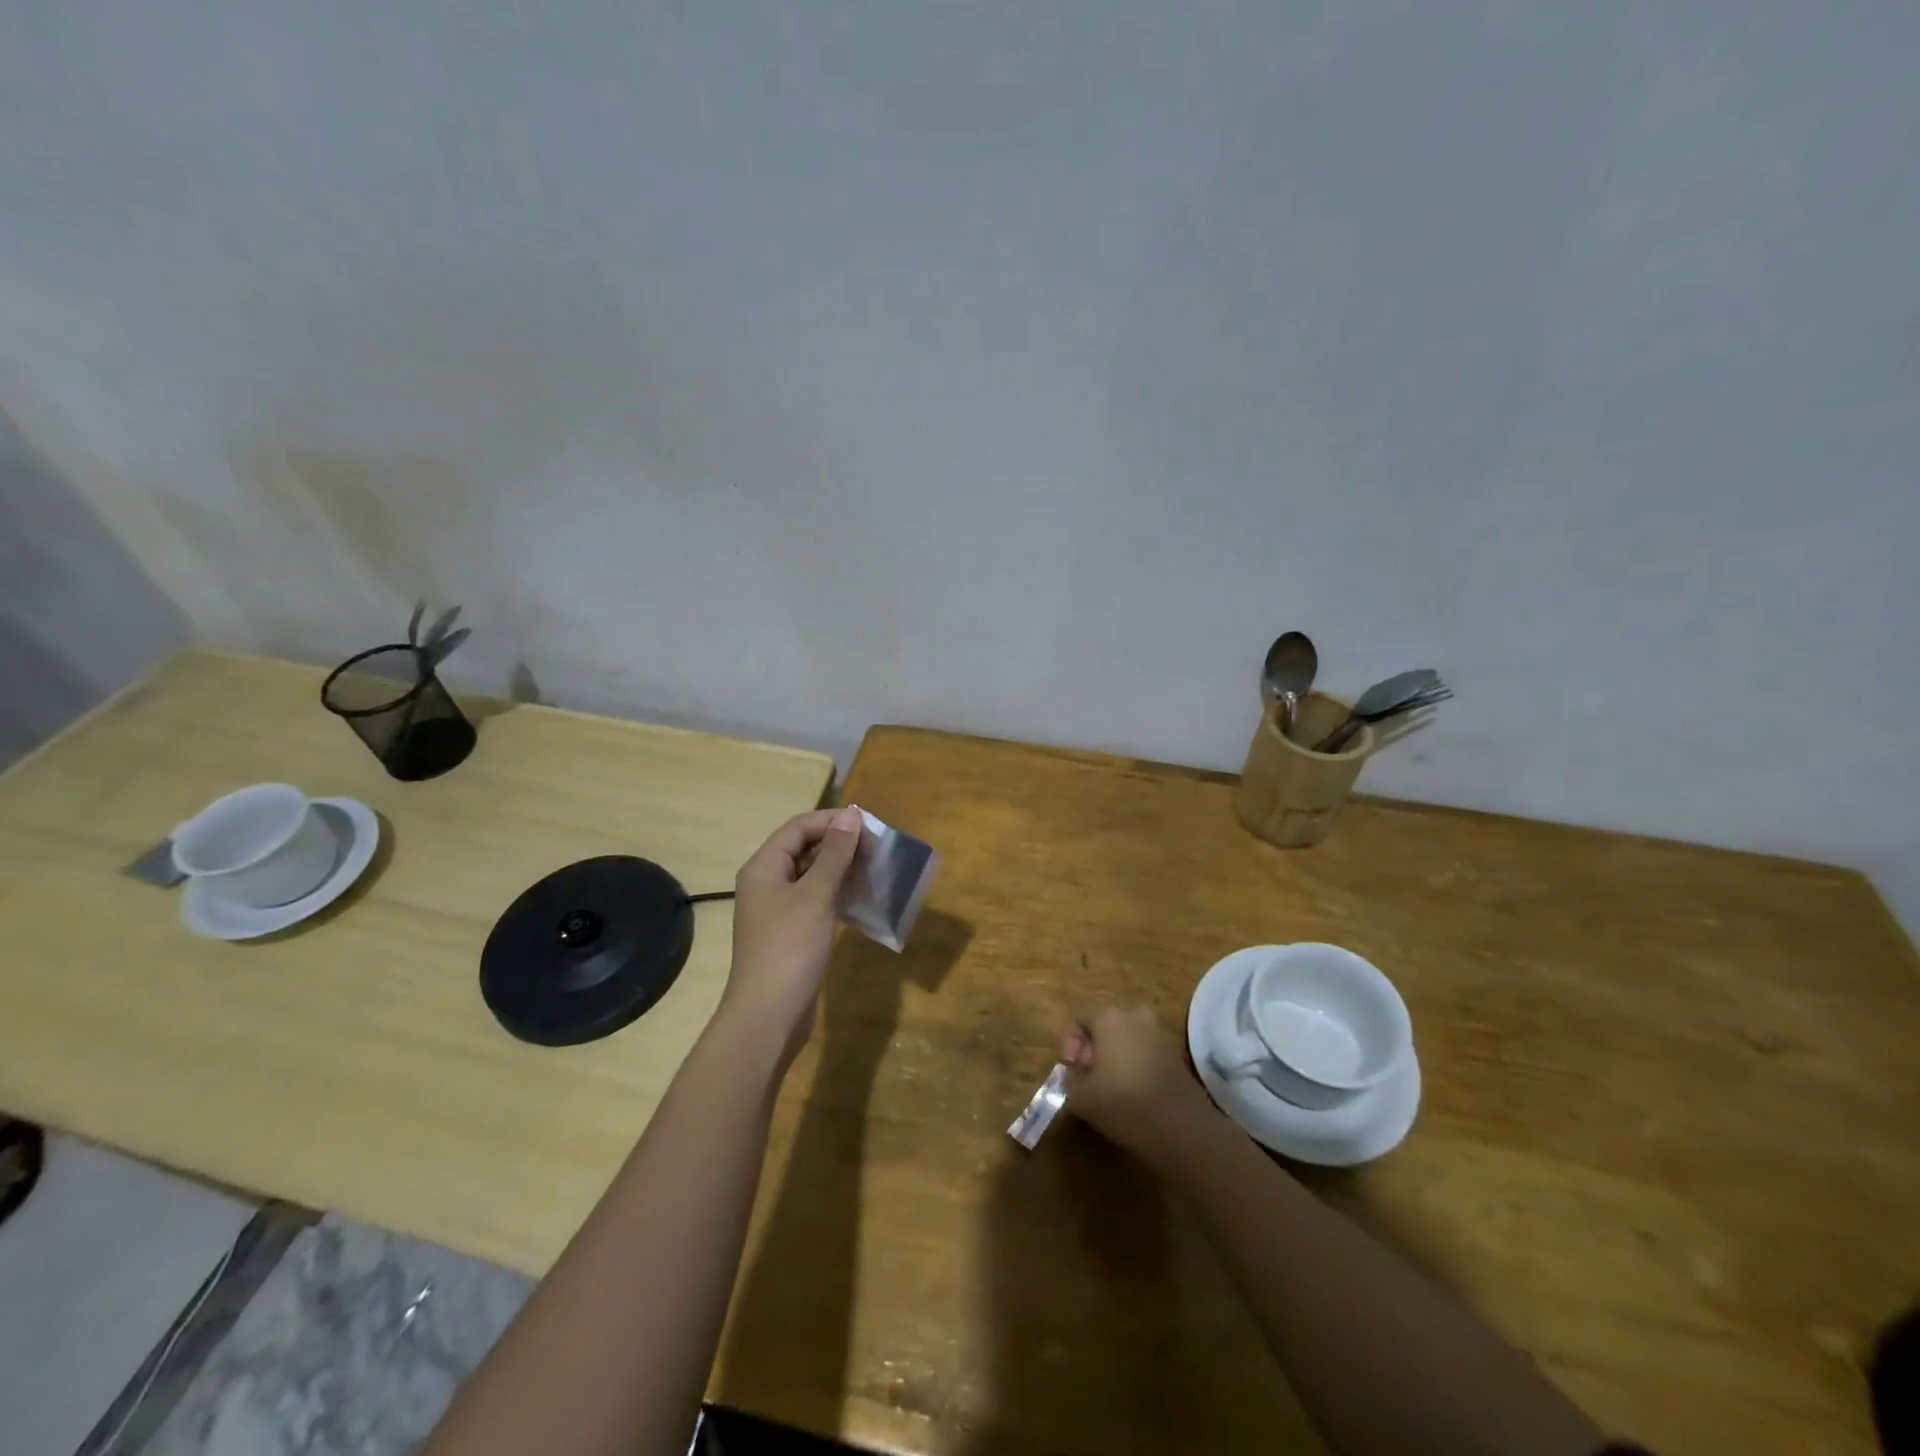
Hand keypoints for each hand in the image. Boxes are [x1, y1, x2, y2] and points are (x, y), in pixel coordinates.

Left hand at [722, 805, 863, 1055]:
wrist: (769, 1015)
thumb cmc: (790, 947)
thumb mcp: (816, 895)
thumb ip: (834, 854)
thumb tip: (850, 816)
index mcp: (764, 867)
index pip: (798, 827)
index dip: (832, 822)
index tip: (869, 826)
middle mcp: (767, 883)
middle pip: (804, 849)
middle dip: (839, 844)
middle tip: (877, 848)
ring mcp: (777, 910)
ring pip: (812, 876)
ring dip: (841, 869)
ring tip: (875, 868)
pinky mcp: (791, 932)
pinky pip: (815, 900)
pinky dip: (837, 894)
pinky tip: (862, 897)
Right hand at [1060, 1007, 1218, 1165]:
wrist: (1183, 1129)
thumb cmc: (1124, 1105)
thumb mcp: (1080, 1096)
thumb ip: (1068, 1077)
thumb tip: (1073, 1072)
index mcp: (1109, 1017)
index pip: (1079, 1018)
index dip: (1068, 1044)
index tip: (1072, 1070)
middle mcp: (1134, 1015)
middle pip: (1103, 1025)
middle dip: (1091, 1049)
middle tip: (1088, 1078)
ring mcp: (1158, 1032)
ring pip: (1125, 1037)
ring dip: (1113, 1056)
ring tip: (1109, 1088)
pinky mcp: (1175, 1052)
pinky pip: (1144, 1049)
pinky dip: (1133, 1064)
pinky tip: (1133, 1092)